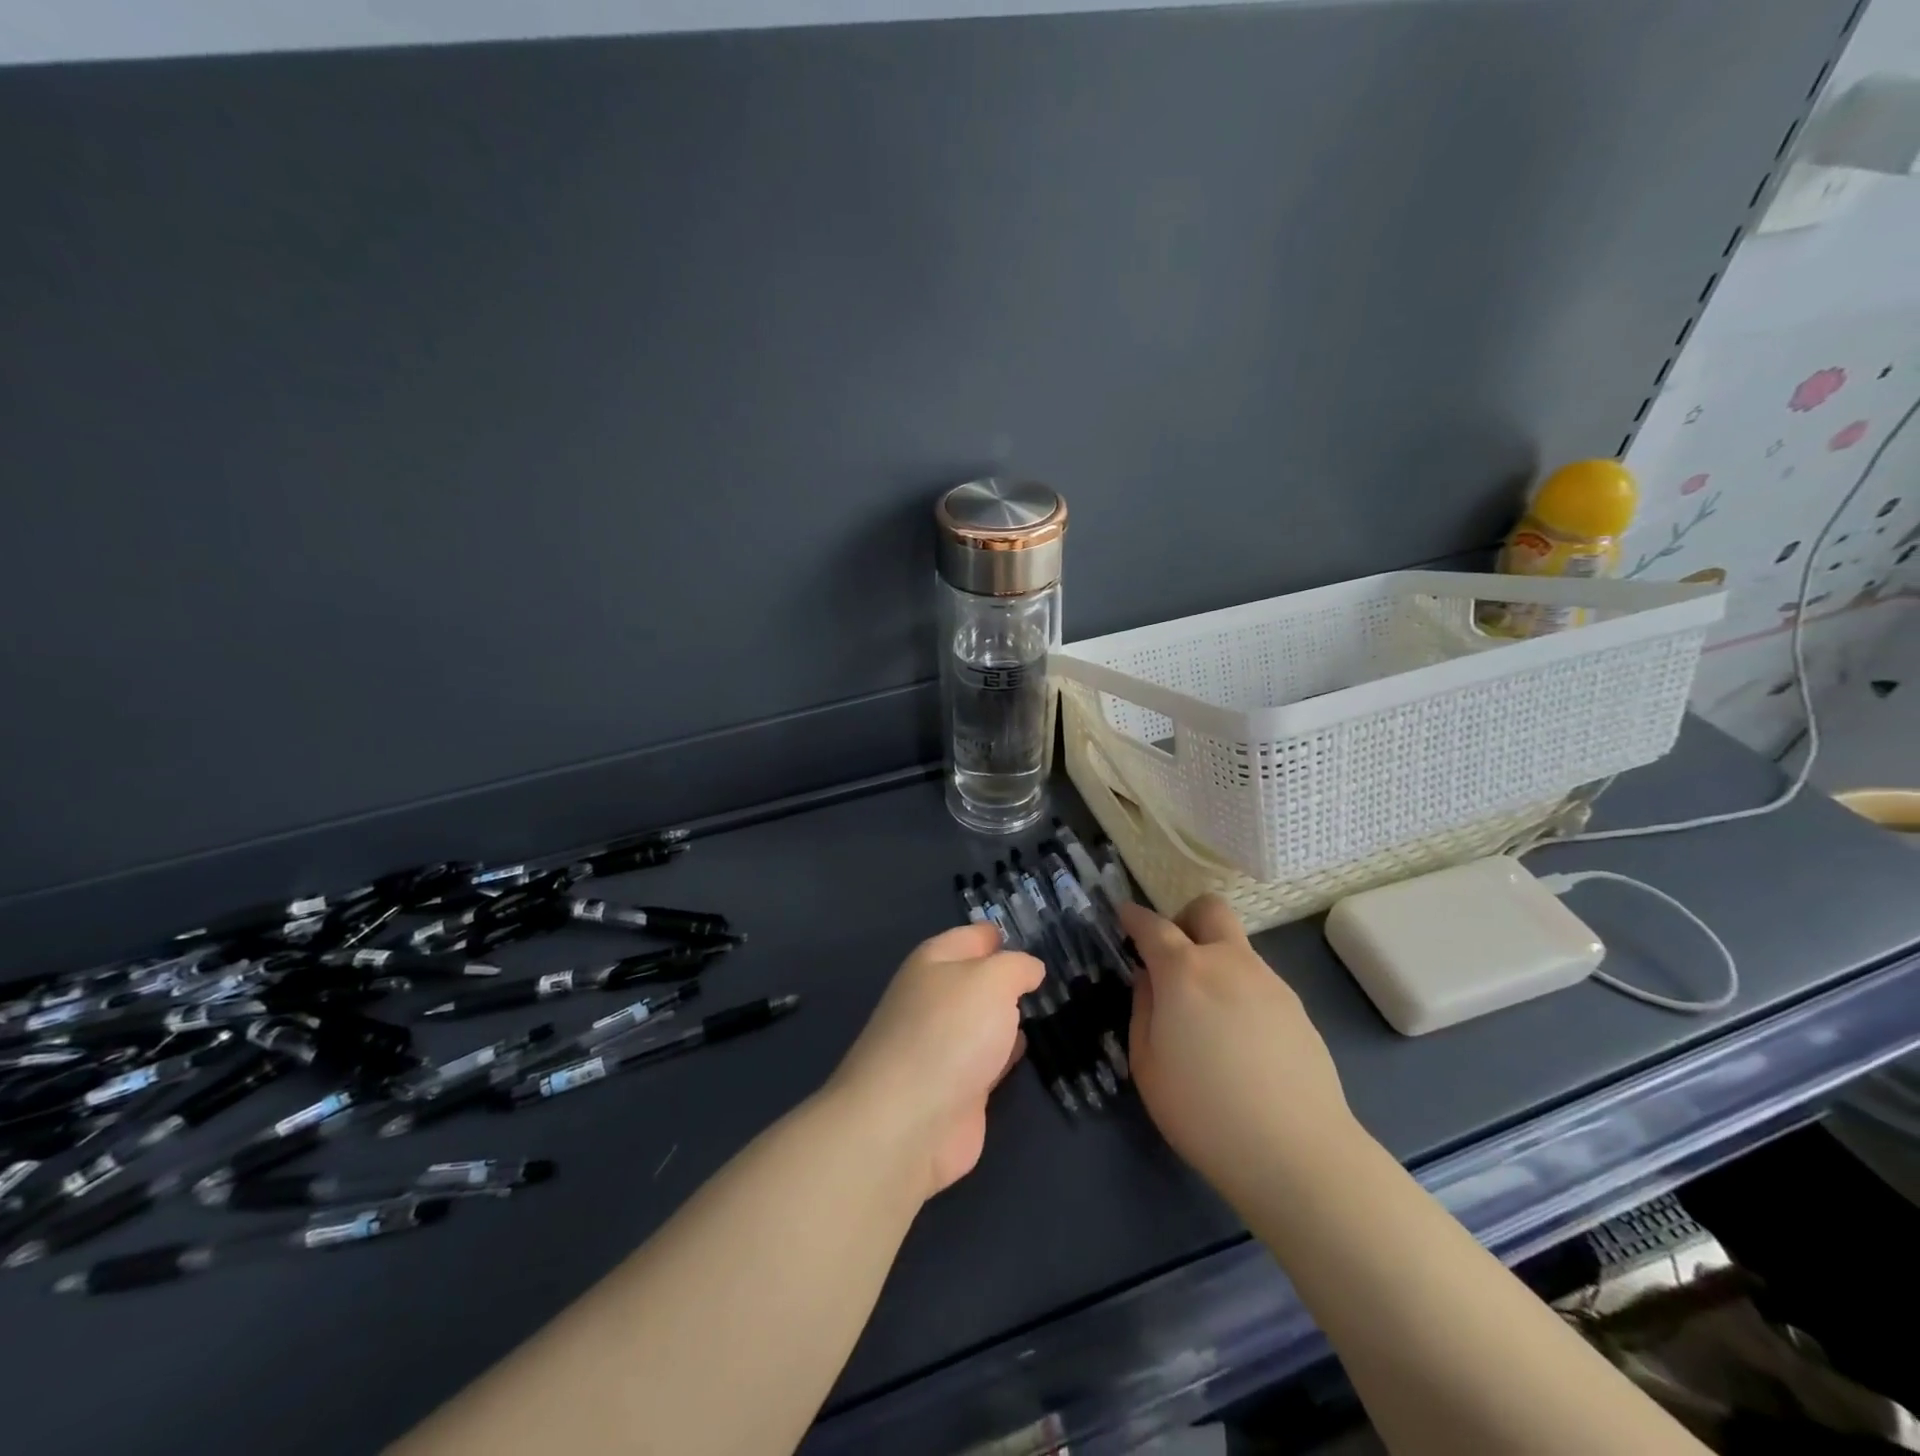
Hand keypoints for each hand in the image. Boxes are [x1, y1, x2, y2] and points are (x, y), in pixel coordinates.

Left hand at [827, 923, 1044, 1200]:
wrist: (909, 1122)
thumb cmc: (950, 1032)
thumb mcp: (992, 980)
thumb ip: (1016, 967)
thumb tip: (1029, 969)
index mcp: (934, 962)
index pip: (973, 936)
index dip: (1001, 935)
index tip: (1037, 935)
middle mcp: (935, 998)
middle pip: (978, 979)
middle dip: (1009, 976)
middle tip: (1055, 974)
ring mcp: (943, 1045)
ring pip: (984, 1019)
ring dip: (1010, 1014)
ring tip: (1051, 1006)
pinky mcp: (956, 1087)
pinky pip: (988, 1058)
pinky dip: (1007, 1052)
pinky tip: (1029, 1046)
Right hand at [1124, 895, 1352, 1196]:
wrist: (1297, 1153)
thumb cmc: (1204, 1111)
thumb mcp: (1148, 1065)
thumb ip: (1143, 1009)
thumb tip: (1149, 980)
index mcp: (1184, 971)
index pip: (1154, 926)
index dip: (1135, 917)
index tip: (1125, 916)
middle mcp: (1230, 963)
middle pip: (1210, 910)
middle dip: (1186, 919)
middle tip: (1173, 956)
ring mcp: (1270, 983)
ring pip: (1238, 948)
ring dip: (1216, 961)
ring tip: (1208, 1016)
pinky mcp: (1298, 1011)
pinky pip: (1260, 983)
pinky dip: (1241, 993)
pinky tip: (1240, 1041)